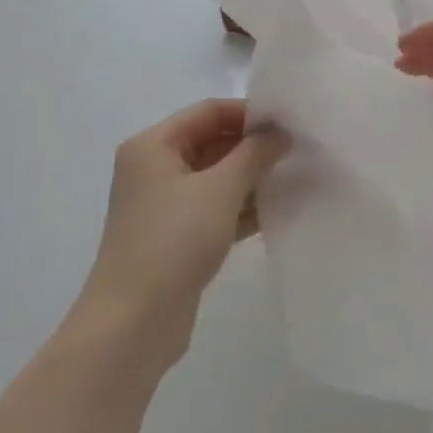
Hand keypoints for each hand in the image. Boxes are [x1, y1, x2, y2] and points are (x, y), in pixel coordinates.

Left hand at [73, 99, 289, 374]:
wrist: (134, 321)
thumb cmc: (174, 241)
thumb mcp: (220, 189)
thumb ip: (254, 154)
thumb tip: (280, 134)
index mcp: (152, 146)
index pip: (207, 112)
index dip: (248, 113)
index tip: (289, 122)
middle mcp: (154, 169)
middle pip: (211, 143)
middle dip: (253, 146)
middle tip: (298, 150)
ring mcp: (164, 206)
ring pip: (215, 178)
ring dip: (251, 178)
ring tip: (296, 177)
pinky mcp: (176, 237)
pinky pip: (214, 209)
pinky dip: (242, 207)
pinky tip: (278, 210)